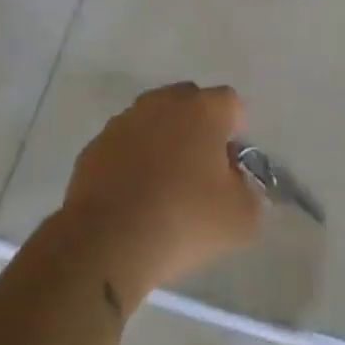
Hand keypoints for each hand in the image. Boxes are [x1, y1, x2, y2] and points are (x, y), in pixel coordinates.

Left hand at [61, 83, 262, 297]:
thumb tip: (237, 186)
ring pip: (152, 120)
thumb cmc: (184, 220)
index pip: (230, 103)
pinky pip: (124, 144)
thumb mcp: (242, 218)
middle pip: (189, 101)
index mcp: (203, 110)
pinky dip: (132, 160)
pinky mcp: (94, 146)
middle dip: (198, 126)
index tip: (232, 163)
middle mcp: (162, 104)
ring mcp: (123, 122)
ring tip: (164, 183)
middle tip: (201, 168)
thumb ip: (250, 193)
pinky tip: (134, 195)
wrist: (107, 242)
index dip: (236, 130)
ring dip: (162, 140)